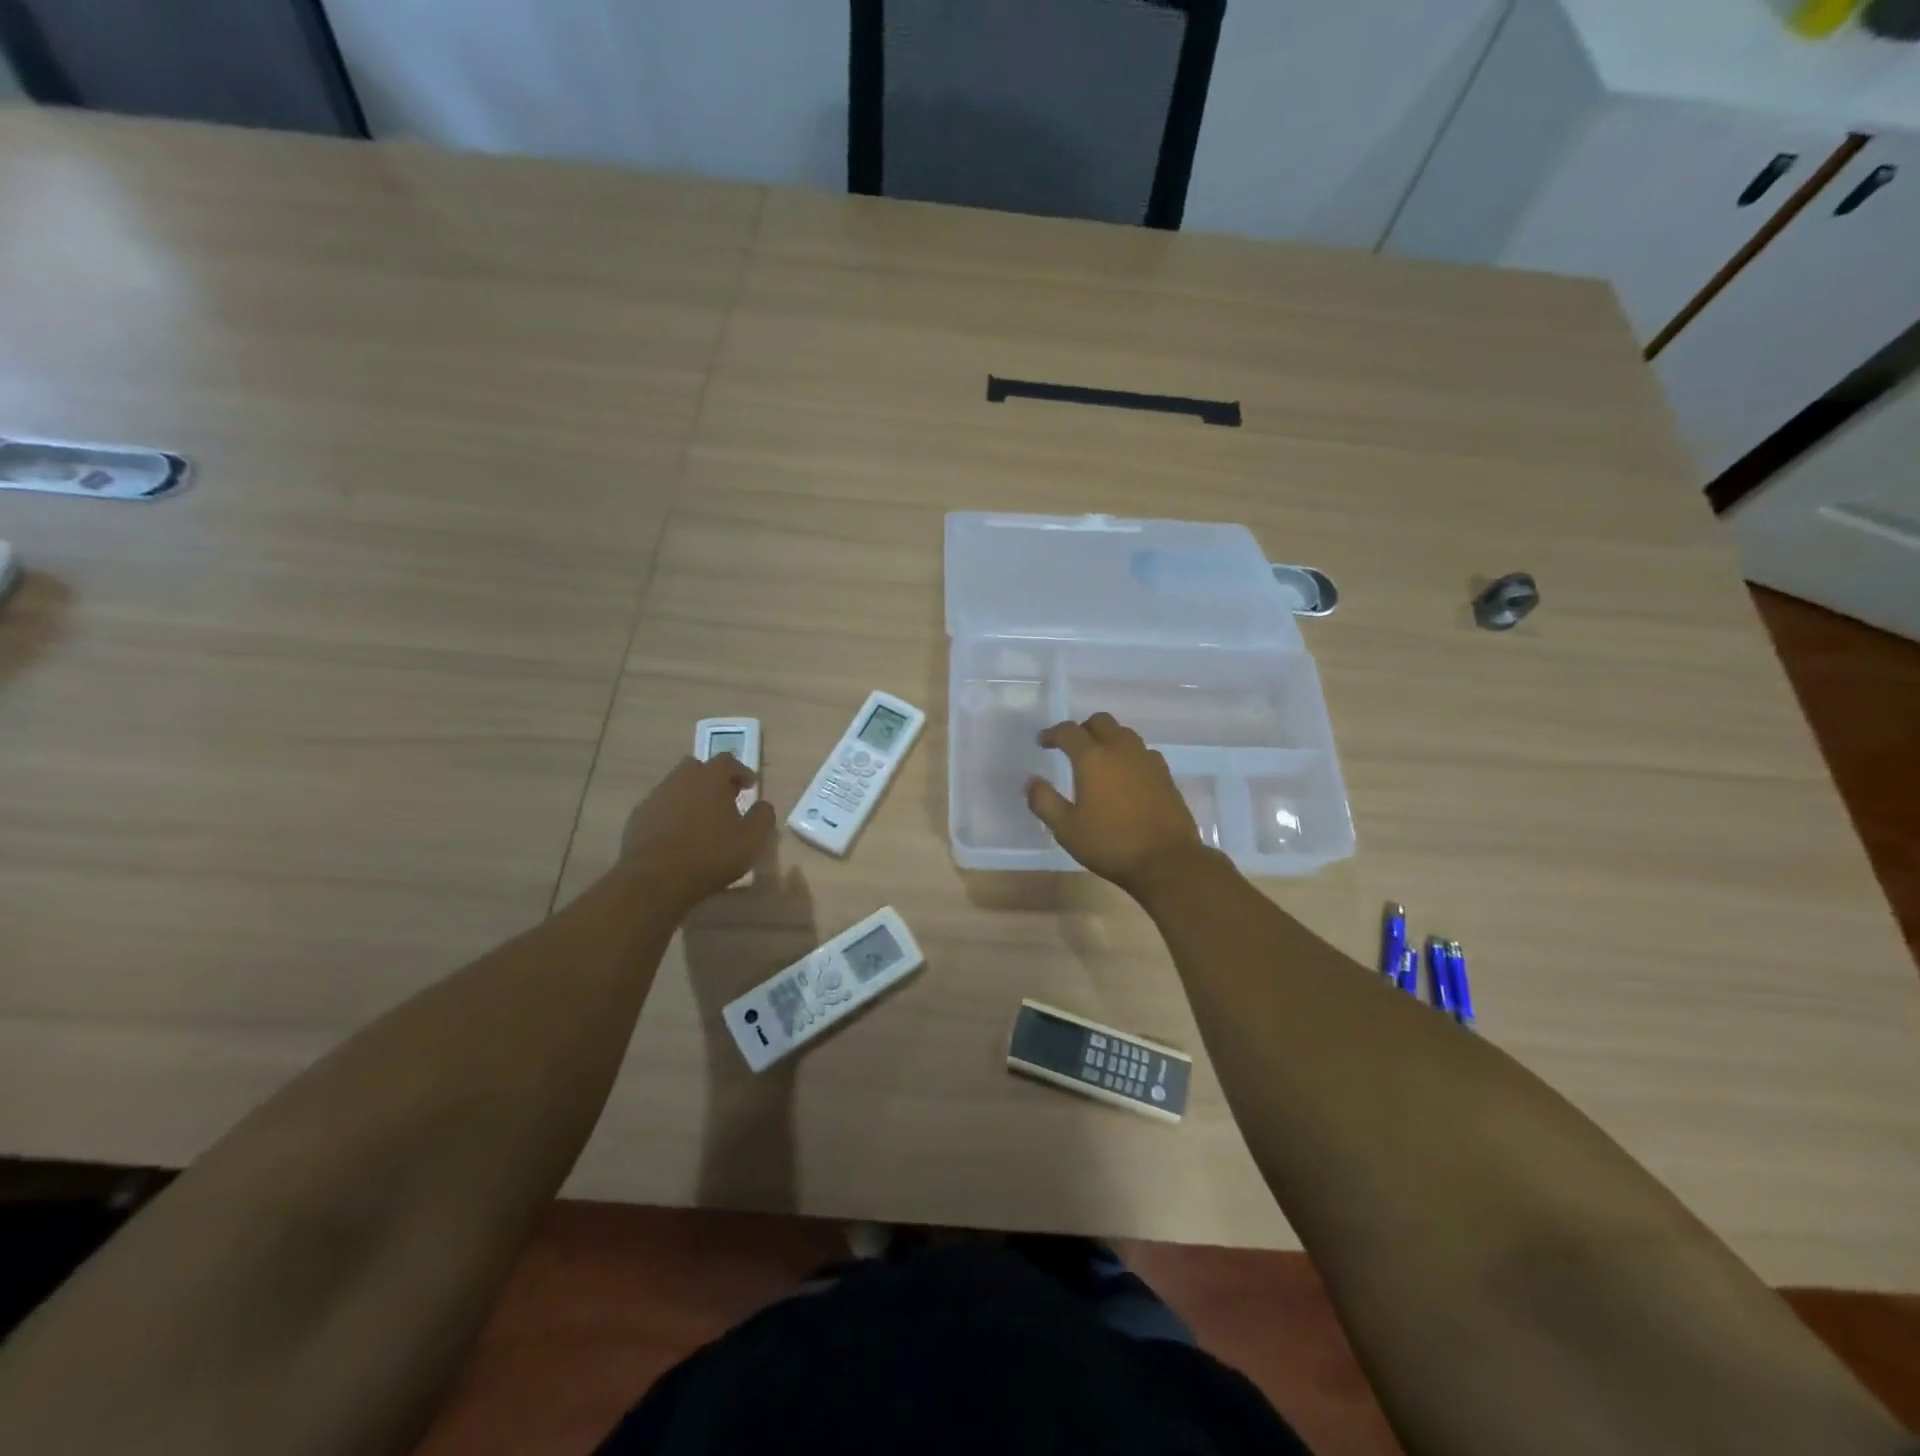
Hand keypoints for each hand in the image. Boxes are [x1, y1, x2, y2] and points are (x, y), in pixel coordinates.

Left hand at [621, 755, 774, 911]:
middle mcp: (680, 780)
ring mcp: (655, 797)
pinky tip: (678, 836)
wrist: (654, 880)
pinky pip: (660, 807)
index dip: (741, 771)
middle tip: (724, 799)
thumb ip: (763, 817)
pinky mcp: (637, 817)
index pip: (727, 761)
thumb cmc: (710, 856)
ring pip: (676, 787)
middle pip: (697, 768)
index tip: (749, 786)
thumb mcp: (751, 840)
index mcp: (710, 779)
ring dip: (691, 797)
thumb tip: (763, 805)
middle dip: (712, 779)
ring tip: (701, 821)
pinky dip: (672, 814)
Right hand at [1026, 713, 1216, 898]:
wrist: (1167, 860)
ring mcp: (1147, 760)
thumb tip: (1032, 781)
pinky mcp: (1165, 775)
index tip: (1043, 742)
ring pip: (1124, 734)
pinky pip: (1142, 752)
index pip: (1069, 731)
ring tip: (1098, 761)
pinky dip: (1127, 755)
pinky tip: (1124, 777)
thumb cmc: (1110, 844)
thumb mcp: (1066, 828)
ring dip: (1107, 739)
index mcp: (1093, 758)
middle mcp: (1121, 749)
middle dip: (1082, 729)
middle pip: (1101, 722)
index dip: (1053, 733)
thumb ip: (1044, 801)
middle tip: (1071, 748)